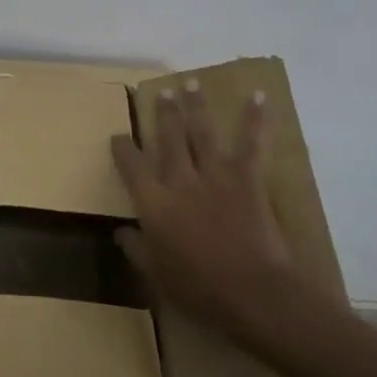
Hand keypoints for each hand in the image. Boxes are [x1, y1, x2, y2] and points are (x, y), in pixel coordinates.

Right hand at [110, 82, 299, 352]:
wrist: (254, 294)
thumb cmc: (201, 291)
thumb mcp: (156, 276)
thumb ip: (136, 249)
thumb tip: (120, 230)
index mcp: (154, 204)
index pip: (131, 166)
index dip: (123, 148)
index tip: (118, 136)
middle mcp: (180, 181)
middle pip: (169, 139)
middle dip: (163, 114)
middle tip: (161, 92)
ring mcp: (215, 175)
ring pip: (201, 132)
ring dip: (195, 105)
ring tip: (190, 83)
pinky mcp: (247, 179)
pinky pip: (251, 144)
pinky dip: (255, 119)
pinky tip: (257, 96)